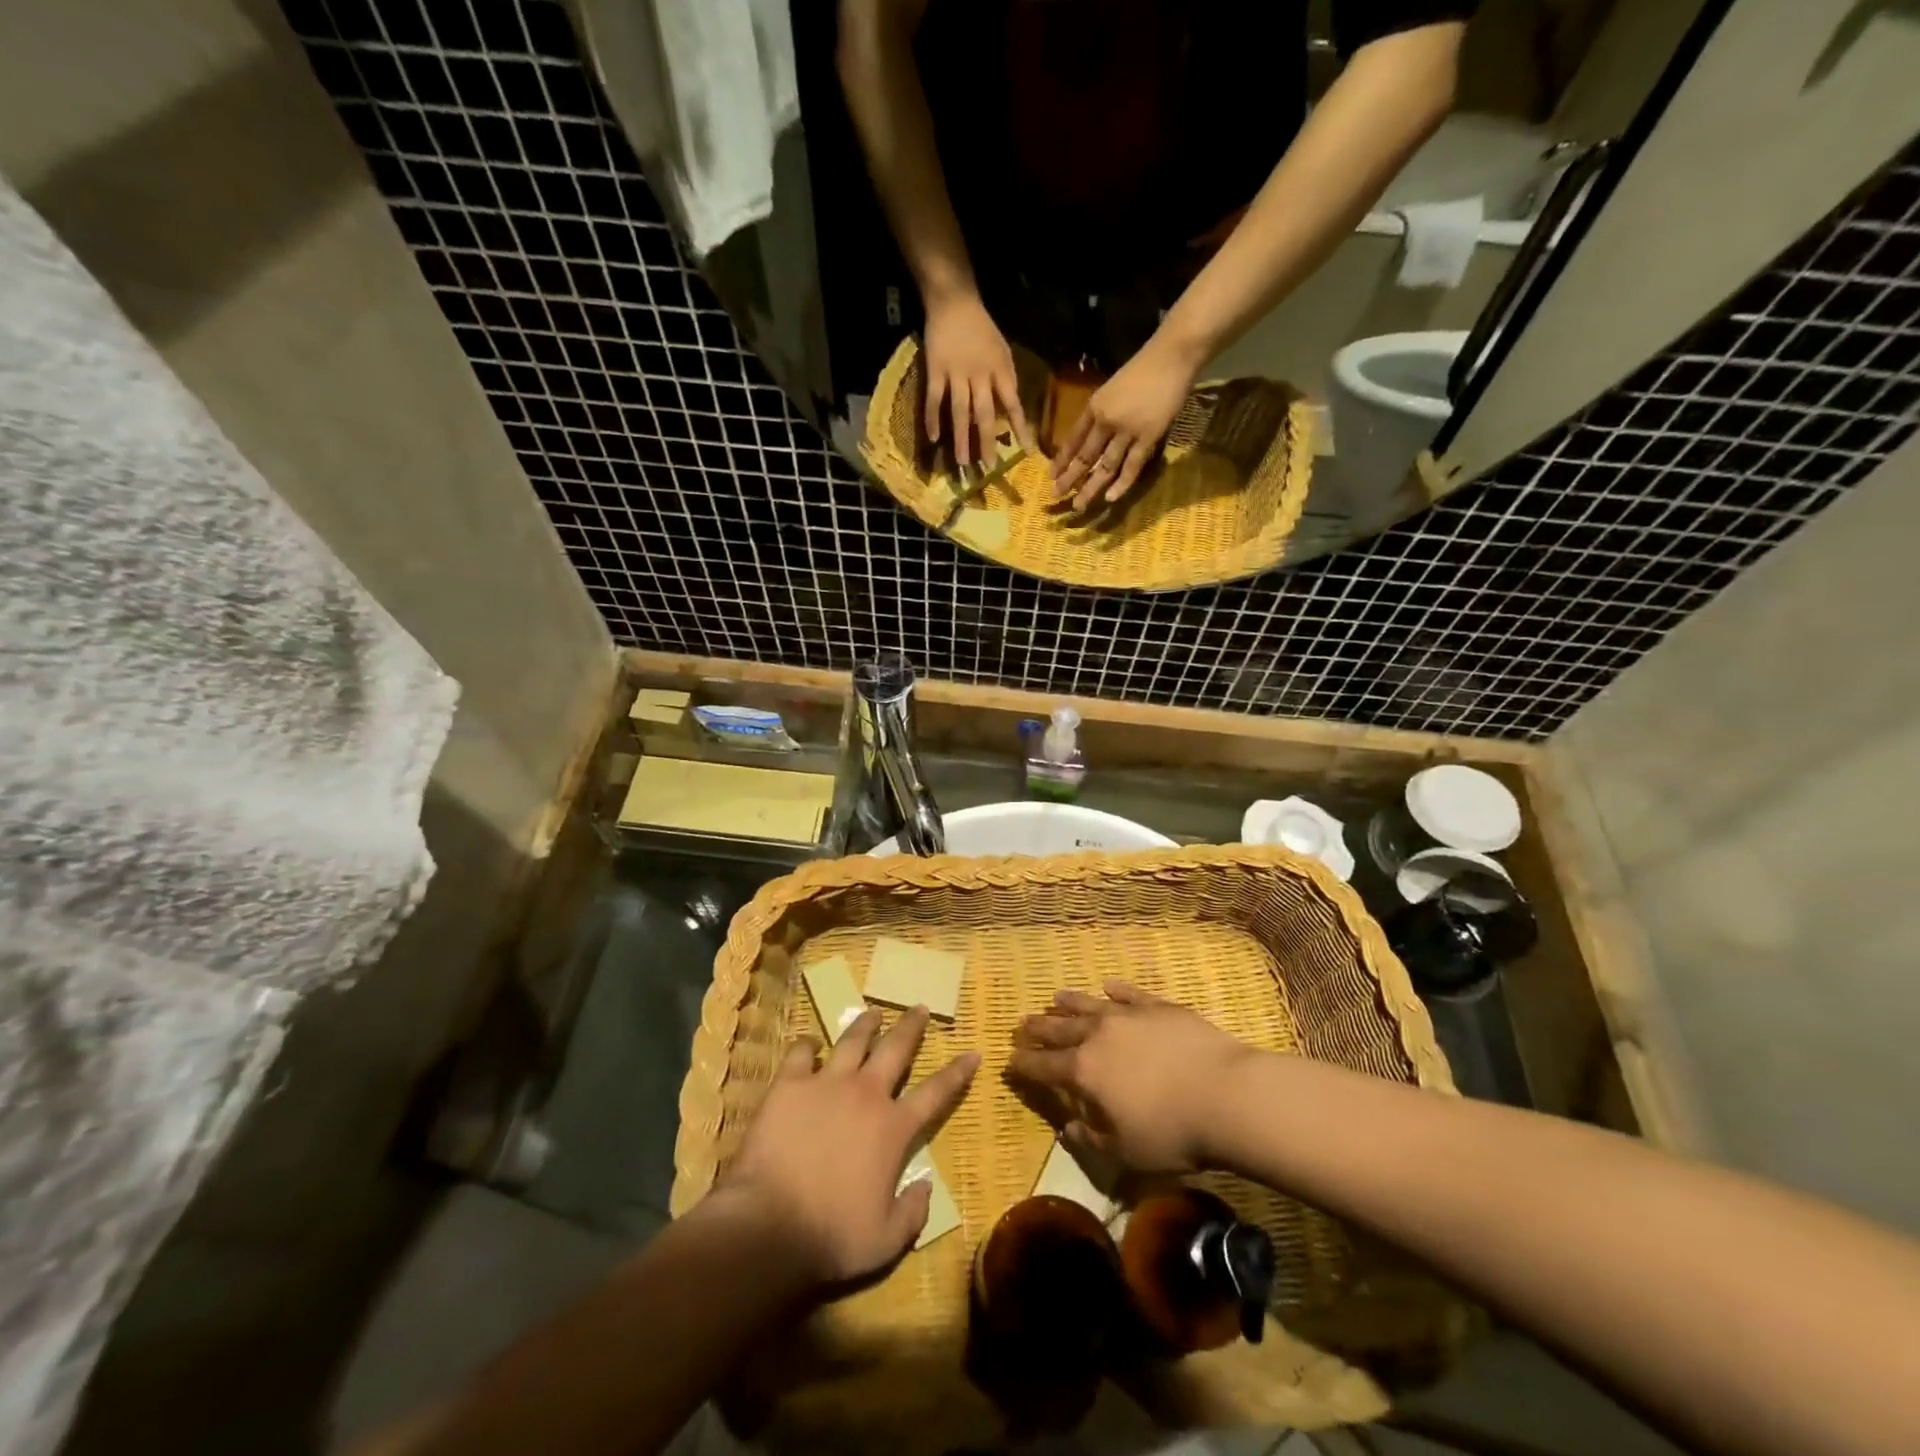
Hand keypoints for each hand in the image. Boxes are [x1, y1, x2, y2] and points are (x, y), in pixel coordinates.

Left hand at [719, 1006, 978, 1288]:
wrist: (770, 1225)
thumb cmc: (833, 1236)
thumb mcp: (886, 1240)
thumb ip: (913, 1212)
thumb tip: (926, 1186)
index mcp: (894, 1128)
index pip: (936, 1092)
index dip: (957, 1072)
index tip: (972, 1052)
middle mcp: (866, 1094)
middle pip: (896, 1048)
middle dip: (911, 1026)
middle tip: (919, 1008)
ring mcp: (826, 1083)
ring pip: (852, 1040)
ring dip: (866, 1024)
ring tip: (873, 1013)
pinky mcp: (789, 1084)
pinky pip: (801, 1052)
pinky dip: (809, 1044)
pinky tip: (811, 1043)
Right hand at [922, 292, 1032, 465]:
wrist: (954, 301)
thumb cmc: (982, 329)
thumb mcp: (1003, 351)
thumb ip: (1006, 379)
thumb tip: (1012, 410)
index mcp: (1000, 370)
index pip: (1013, 404)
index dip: (1021, 428)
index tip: (1027, 452)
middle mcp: (979, 374)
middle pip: (984, 414)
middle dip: (987, 442)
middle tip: (988, 467)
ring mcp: (956, 373)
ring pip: (959, 411)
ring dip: (961, 438)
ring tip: (962, 462)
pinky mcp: (935, 370)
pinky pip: (933, 399)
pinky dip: (933, 418)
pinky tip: (934, 438)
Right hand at [1008, 981, 1256, 1173]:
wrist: (1225, 1095)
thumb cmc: (1172, 1132)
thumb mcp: (1126, 1151)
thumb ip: (1092, 1137)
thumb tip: (1069, 1128)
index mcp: (1085, 1072)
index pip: (1044, 1066)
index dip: (1025, 1064)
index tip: (1010, 1060)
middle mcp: (1099, 1036)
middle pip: (1061, 1028)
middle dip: (1040, 1028)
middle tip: (1023, 1023)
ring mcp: (1129, 1016)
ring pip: (1090, 1005)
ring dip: (1070, 1002)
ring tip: (1056, 997)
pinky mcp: (1159, 1007)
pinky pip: (1130, 994)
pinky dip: (1117, 990)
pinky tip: (1109, 985)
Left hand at [1050, 338, 1197, 514]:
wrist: (1171, 356)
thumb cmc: (1143, 369)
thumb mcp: (1112, 388)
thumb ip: (1102, 411)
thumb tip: (1092, 435)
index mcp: (1094, 407)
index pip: (1072, 439)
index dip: (1061, 459)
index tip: (1052, 475)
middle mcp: (1106, 421)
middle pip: (1084, 457)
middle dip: (1068, 479)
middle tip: (1056, 496)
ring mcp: (1127, 431)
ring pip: (1104, 466)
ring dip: (1090, 488)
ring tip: (1078, 506)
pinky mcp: (1148, 438)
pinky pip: (1132, 466)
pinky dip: (1121, 484)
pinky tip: (1109, 498)